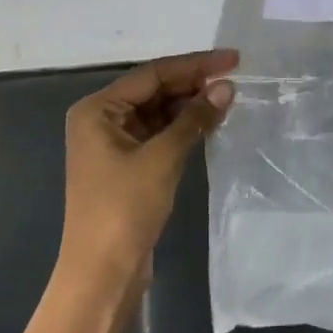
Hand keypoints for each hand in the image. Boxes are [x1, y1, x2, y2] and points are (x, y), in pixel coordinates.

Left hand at [59, 49, 236, 289]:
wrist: (102, 273)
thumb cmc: (124, 208)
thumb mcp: (163, 158)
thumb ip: (194, 118)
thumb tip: (227, 87)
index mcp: (97, 109)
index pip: (152, 74)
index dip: (195, 65)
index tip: (233, 59)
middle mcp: (101, 119)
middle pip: (154, 89)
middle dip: (193, 84)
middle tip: (235, 78)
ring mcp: (113, 143)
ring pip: (158, 111)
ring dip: (190, 105)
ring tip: (229, 98)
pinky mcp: (126, 164)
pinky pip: (159, 133)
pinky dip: (183, 127)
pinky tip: (211, 122)